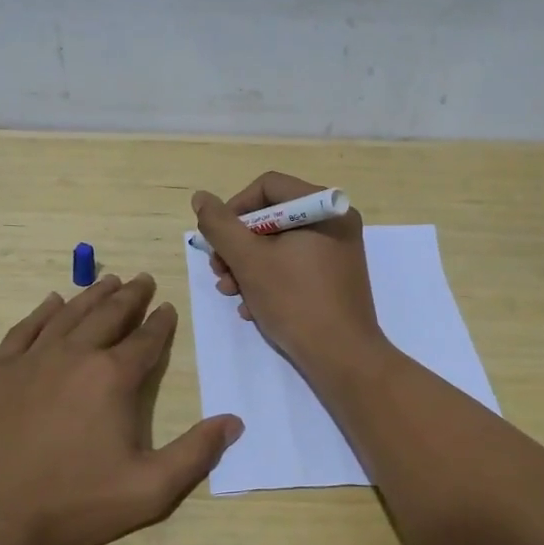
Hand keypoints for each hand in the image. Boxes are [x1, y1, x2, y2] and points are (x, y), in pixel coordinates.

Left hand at [0, 274, 242, 544]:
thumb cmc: (75, 502)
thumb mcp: (149, 489)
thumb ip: (195, 453)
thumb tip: (234, 422)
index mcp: (112, 377)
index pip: (145, 340)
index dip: (161, 323)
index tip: (168, 308)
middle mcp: (75, 355)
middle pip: (108, 315)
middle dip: (130, 296)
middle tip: (142, 279)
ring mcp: (32, 360)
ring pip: (69, 314)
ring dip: (92, 295)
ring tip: (108, 281)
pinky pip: (25, 329)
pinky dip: (42, 312)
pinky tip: (52, 302)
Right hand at [192, 173, 386, 377]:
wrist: (342, 357)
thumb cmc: (295, 301)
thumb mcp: (248, 260)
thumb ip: (220, 225)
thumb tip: (201, 197)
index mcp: (323, 207)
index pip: (267, 187)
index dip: (234, 210)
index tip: (217, 241)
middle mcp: (335, 222)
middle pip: (271, 217)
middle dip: (238, 246)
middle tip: (219, 272)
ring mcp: (337, 251)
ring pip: (278, 245)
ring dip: (247, 268)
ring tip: (231, 293)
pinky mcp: (334, 278)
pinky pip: (294, 266)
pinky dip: (269, 281)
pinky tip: (252, 309)